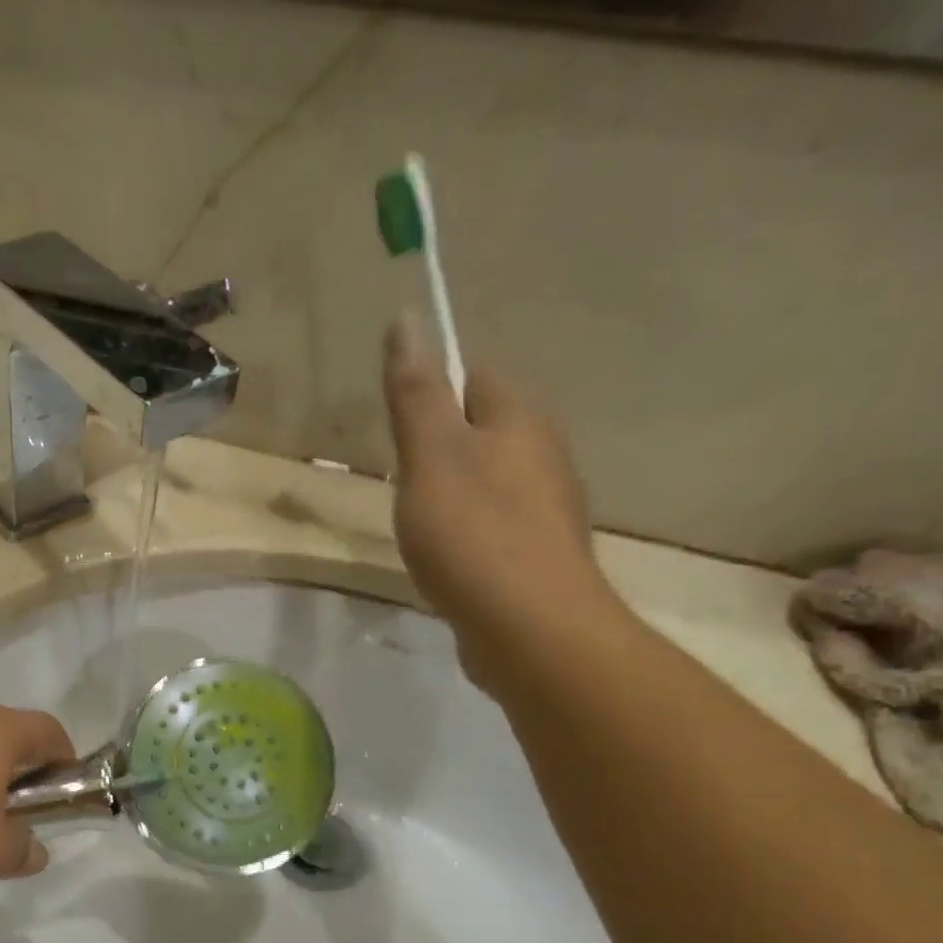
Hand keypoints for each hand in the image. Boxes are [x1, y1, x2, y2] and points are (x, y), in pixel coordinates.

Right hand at [382, 314, 624, 692]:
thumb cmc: (472, 532)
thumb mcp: (430, 456)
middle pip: (483, 430)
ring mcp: (545, 507)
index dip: (433, 391)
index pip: (476, 377)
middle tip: (400, 479)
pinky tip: (445, 559)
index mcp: (518, 419)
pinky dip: (466, 533)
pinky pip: (494, 524)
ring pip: (488, 480)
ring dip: (452, 492)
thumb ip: (416, 393)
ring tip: (416, 523)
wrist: (528, 625)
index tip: (397, 429)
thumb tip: (409, 316)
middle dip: (440, 446)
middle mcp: (542, 453)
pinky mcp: (535, 553)